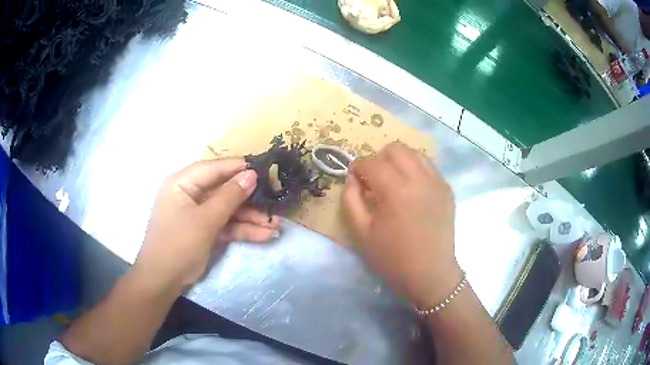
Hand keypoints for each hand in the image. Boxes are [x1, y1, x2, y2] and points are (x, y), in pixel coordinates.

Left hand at [134, 158, 279, 290]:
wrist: (163, 280)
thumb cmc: (178, 243)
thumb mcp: (205, 219)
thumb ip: (230, 196)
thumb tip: (252, 174)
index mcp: (183, 183)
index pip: (215, 168)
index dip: (240, 168)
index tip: (266, 171)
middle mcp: (190, 194)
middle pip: (224, 190)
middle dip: (250, 200)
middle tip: (275, 201)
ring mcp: (198, 213)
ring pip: (228, 210)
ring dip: (251, 218)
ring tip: (276, 225)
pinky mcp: (205, 230)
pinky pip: (225, 225)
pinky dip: (242, 230)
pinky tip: (265, 235)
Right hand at [342, 142, 459, 308]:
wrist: (430, 274)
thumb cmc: (393, 258)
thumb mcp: (361, 233)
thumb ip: (351, 200)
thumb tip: (352, 178)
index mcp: (396, 191)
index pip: (372, 163)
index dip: (358, 167)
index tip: (355, 178)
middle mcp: (420, 179)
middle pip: (396, 149)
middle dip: (379, 158)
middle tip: (374, 179)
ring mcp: (437, 182)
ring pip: (415, 153)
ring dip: (399, 161)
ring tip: (393, 181)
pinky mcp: (447, 189)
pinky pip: (429, 166)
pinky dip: (416, 169)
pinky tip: (411, 190)